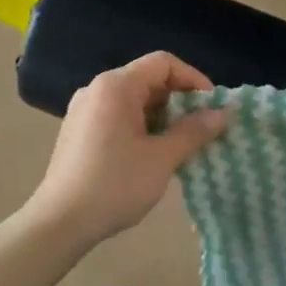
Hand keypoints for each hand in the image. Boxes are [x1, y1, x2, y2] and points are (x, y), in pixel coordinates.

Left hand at [26, 53, 231, 249]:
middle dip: (180, 102)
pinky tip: (154, 156)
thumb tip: (224, 113)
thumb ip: (194, 131)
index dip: (194, 79)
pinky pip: (118, 117)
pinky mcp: (78, 132)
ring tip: (183, 146)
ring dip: (163, 118)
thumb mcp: (162, 158)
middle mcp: (97, 89)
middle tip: (203, 130)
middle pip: (148, 80)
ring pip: (134, 101)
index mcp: (116, 86)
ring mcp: (84, 110)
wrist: (61, 222)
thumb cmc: (115, 185)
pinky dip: (142, 128)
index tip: (213, 107)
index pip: (163, 63)